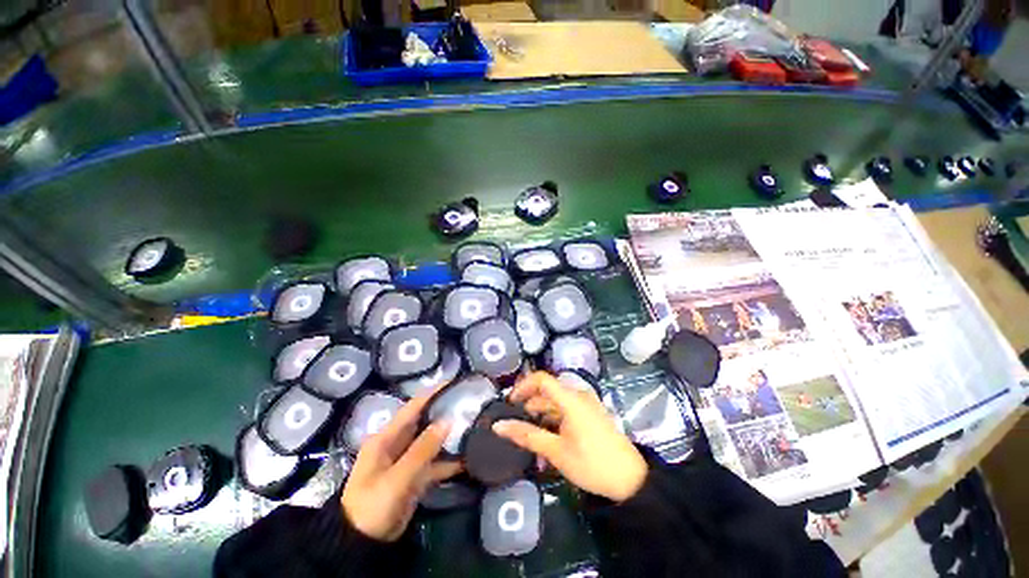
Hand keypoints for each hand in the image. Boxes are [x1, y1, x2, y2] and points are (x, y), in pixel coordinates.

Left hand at [341, 392, 461, 541]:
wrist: (362, 544)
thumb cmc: (373, 505)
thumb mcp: (396, 477)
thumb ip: (422, 449)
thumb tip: (447, 420)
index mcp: (387, 437)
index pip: (412, 408)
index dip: (432, 393)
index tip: (454, 382)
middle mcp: (398, 444)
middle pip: (425, 422)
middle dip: (445, 412)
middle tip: (470, 403)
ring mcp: (407, 461)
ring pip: (432, 442)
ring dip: (450, 437)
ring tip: (474, 425)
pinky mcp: (415, 477)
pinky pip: (435, 463)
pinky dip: (449, 461)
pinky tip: (468, 458)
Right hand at [493, 372, 646, 502]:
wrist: (631, 480)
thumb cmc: (592, 464)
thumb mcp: (556, 451)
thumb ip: (527, 435)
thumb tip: (498, 426)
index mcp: (571, 398)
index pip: (541, 379)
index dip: (522, 386)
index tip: (509, 404)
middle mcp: (578, 395)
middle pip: (547, 391)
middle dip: (530, 407)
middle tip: (517, 427)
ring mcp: (586, 404)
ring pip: (555, 403)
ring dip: (541, 418)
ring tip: (531, 441)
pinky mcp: (590, 413)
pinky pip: (566, 410)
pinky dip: (554, 421)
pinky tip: (548, 442)